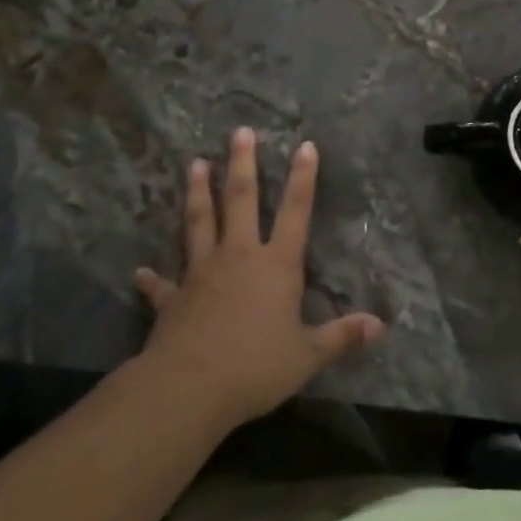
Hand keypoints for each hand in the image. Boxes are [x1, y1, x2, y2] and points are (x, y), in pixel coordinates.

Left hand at [135, 127, 384, 429]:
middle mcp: (239, 256)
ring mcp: (202, 273)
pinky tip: (140, 271)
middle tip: (240, 132)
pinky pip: (162, 285)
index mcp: (276, 265)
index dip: (303, 178)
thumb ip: (342, 336)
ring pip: (200, 223)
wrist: (189, 388)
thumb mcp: (307, 355)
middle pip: (242, 201)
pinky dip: (152, 278)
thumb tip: (380, 325)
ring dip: (198, 193)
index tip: (304, 145)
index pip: (296, 212)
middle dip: (244, 165)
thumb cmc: (255, 366)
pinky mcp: (174, 298)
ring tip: (196, 164)